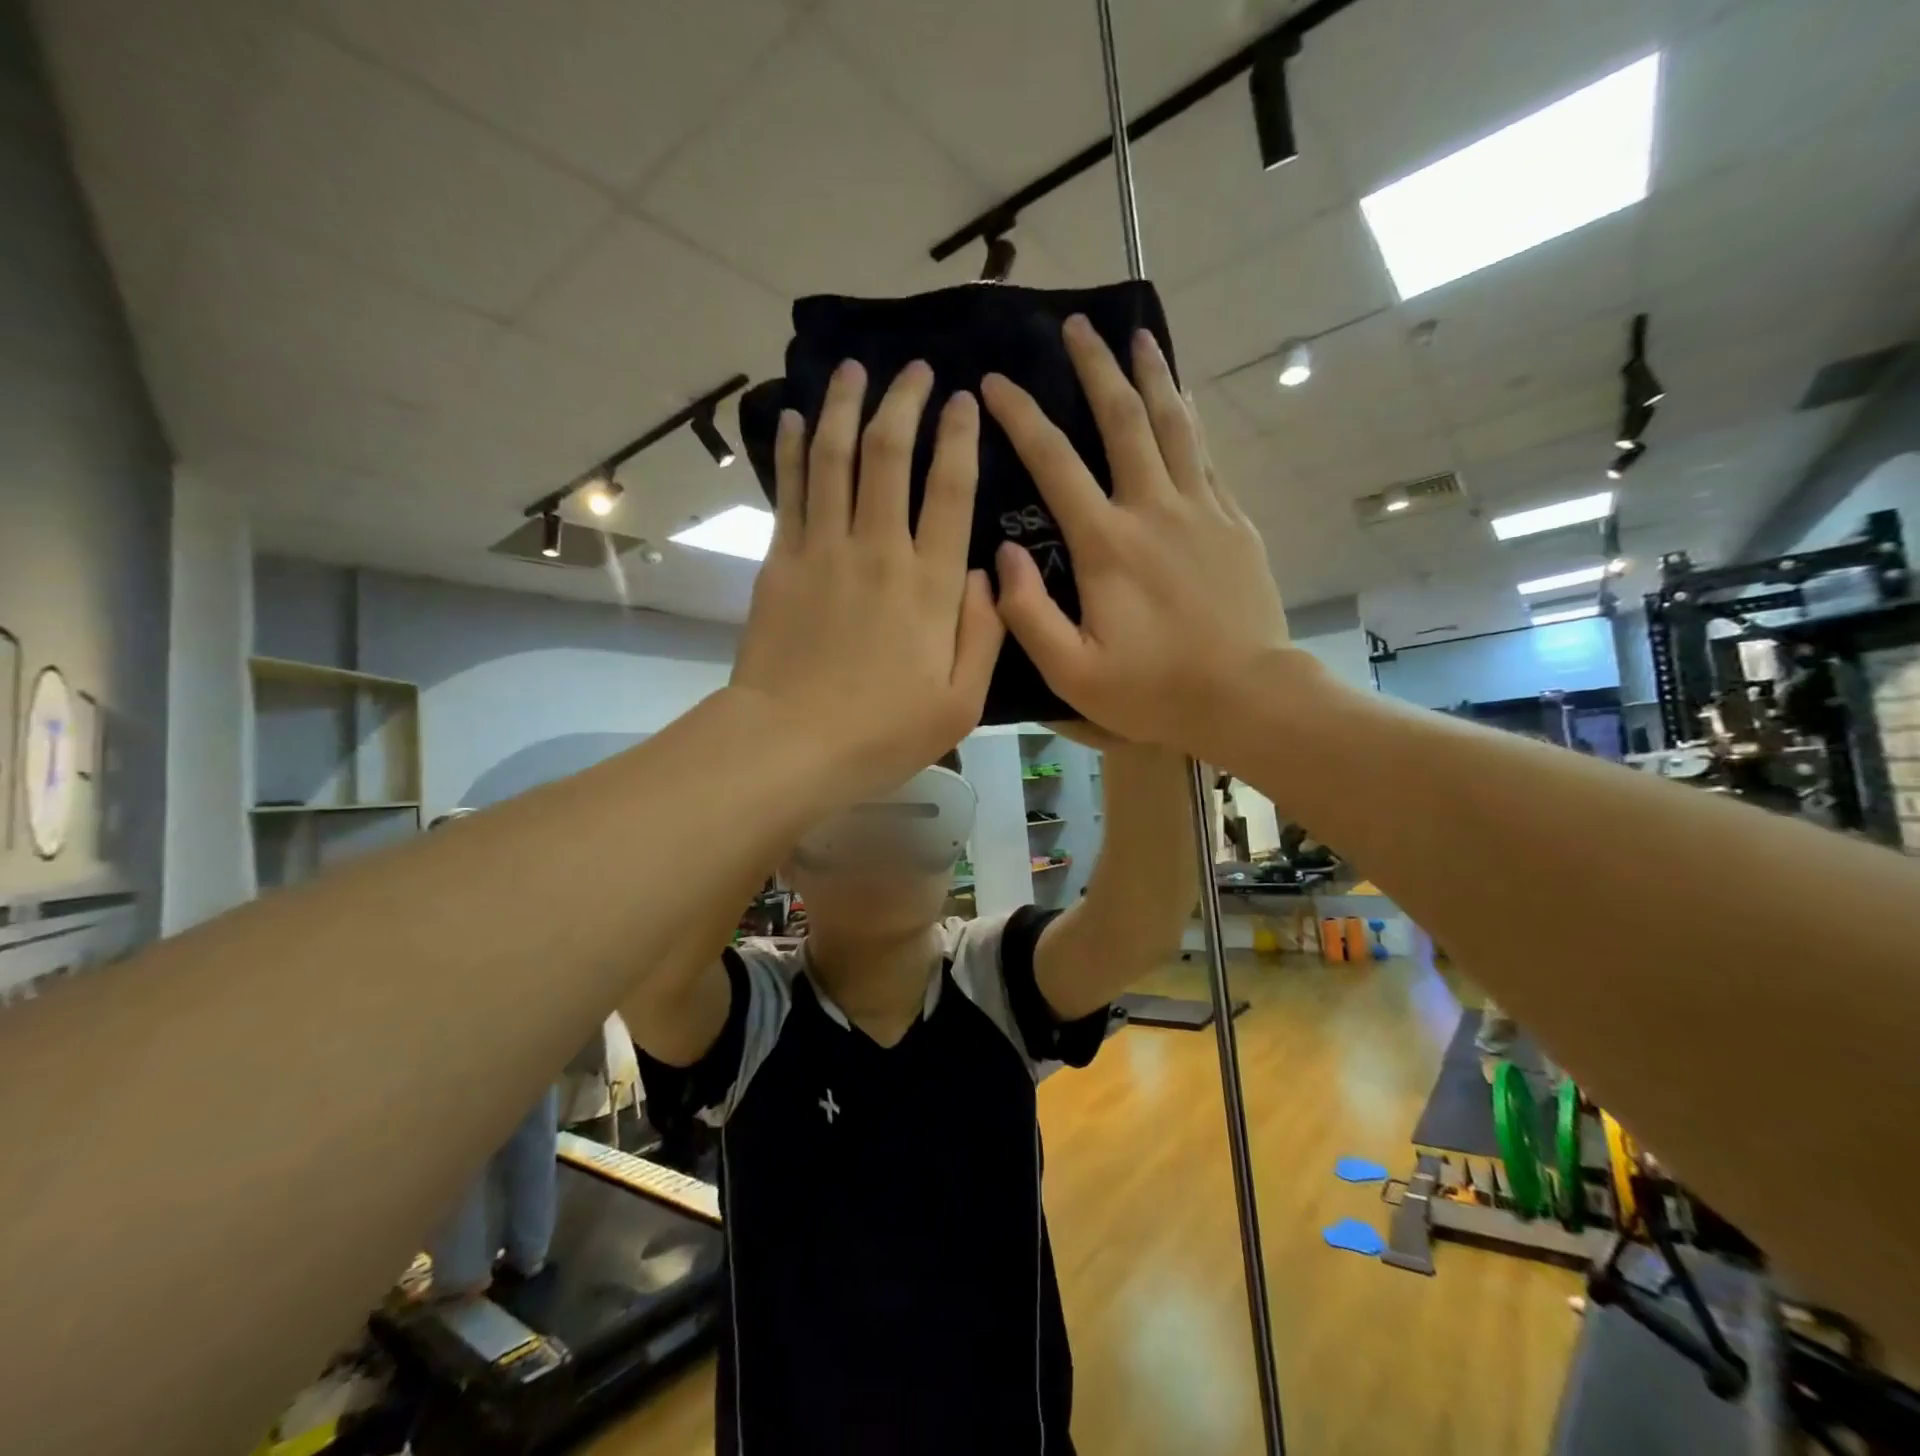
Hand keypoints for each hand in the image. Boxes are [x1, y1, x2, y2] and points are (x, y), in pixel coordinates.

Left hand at [730, 359, 1002, 795]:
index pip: (950, 489)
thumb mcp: (960, 703)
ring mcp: (823, 550)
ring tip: (853, 369)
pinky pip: (790, 490)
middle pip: (889, 454)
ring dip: (845, 405)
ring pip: (835, 456)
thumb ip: (984, 634)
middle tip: (915, 371)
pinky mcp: (781, 561)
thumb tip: (987, 574)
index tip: (965, 400)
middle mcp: (878, 549)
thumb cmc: (883, 733)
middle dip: (904, 402)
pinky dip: (795, 448)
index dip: (959, 436)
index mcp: (930, 584)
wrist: (790, 745)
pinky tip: (798, 418)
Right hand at [980, 316, 1291, 760]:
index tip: (997, 382)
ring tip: (1138, 334)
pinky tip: (1182, 402)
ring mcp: (1201, 510)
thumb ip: (1028, 613)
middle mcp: (1153, 509)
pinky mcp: (1233, 522)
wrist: (1246, 696)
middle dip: (1095, 367)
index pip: (1054, 462)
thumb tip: (1002, 555)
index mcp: (1106, 544)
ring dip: (1151, 375)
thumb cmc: (1153, 689)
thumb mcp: (1072, 671)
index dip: (1021, 416)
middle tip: (1076, 325)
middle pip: (1122, 419)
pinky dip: (1189, 420)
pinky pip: (1206, 456)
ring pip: (1174, 424)